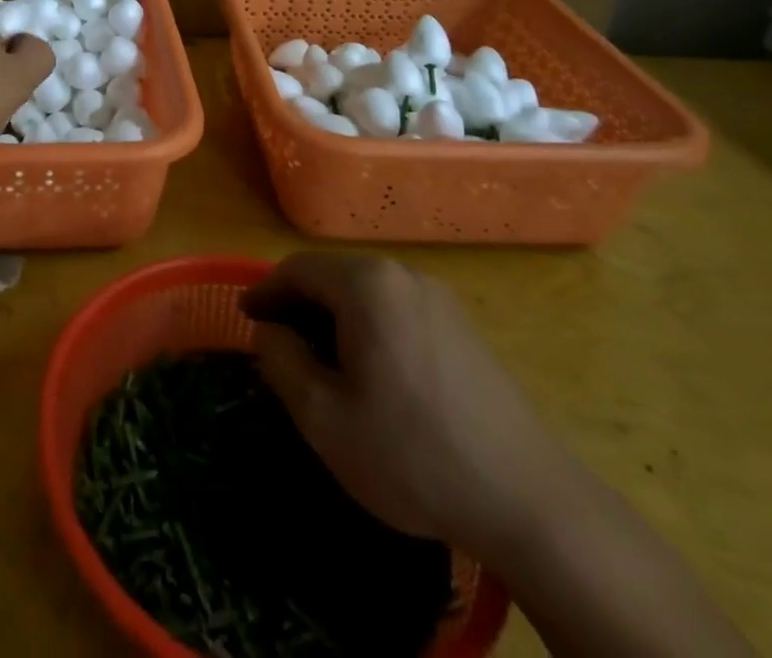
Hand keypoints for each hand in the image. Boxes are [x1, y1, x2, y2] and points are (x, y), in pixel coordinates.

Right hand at [240, 253, 576, 564]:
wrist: (527, 501)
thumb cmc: (412, 454)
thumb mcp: (324, 416)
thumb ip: (281, 360)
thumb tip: (270, 331)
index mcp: (367, 285)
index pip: (298, 269)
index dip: (265, 292)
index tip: (244, 318)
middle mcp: (403, 276)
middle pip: (333, 276)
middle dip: (299, 305)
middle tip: (276, 343)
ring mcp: (439, 299)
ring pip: (366, 293)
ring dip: (333, 316)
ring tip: (318, 360)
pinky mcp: (463, 327)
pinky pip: (397, 310)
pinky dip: (368, 327)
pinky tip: (370, 371)